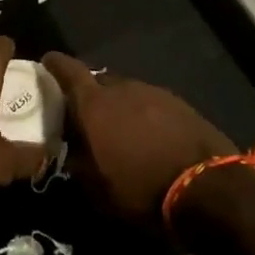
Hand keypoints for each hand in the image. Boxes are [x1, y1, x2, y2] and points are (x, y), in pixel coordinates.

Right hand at [42, 53, 234, 231]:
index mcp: (95, 105)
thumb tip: (68, 151)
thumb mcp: (98, 189)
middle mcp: (122, 88)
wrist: (208, 187)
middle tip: (83, 113)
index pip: (68, 70)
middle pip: (97, 80)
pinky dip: (142, 112)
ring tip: (118, 127)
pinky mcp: (179, 102)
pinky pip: (149, 101)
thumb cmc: (142, 190)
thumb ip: (77, 163)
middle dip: (88, 93)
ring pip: (125, 91)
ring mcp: (153, 92)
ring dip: (117, 104)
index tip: (46, 64)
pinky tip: (147, 134)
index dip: (55, 65)